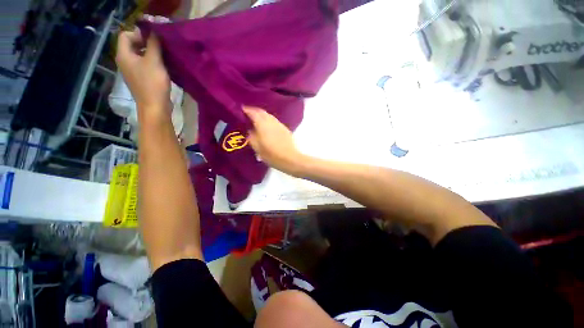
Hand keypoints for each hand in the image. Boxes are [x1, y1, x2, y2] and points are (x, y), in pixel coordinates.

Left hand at [116, 28, 170, 119]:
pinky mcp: (140, 79)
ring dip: (151, 54)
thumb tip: (155, 30)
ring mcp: (132, 71)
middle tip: (161, 48)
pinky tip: (163, 68)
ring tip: (164, 57)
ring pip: (140, 56)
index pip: (126, 35)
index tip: (154, 40)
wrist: (155, 107)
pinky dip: (153, 63)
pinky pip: (144, 65)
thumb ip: (153, 44)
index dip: (139, 34)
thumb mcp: (154, 61)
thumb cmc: (153, 83)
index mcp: (124, 55)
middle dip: (146, 43)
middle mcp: (124, 61)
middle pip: (133, 45)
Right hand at [243, 106, 305, 175]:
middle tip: (248, 113)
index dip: (246, 110)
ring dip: (262, 115)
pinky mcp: (285, 129)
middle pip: (262, 112)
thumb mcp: (257, 148)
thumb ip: (251, 137)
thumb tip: (250, 130)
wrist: (290, 158)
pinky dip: (269, 120)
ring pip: (269, 116)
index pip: (253, 112)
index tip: (241, 109)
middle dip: (254, 111)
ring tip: (257, 119)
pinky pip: (275, 121)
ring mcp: (279, 124)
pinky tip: (268, 126)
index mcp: (262, 124)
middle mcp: (271, 121)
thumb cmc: (271, 154)